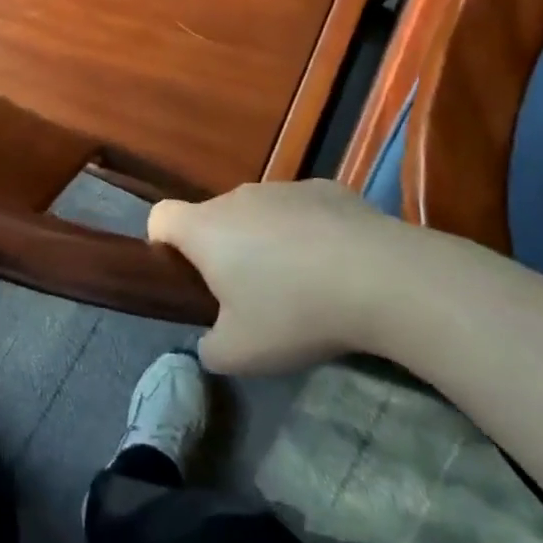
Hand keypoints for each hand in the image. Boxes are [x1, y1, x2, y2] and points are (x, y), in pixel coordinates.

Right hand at [149, 179, 436, 374]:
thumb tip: (211, 344)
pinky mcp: (326, 188)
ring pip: (258, 213)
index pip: (160, 217)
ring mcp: (283, 188)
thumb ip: (210, 350)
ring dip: (267, 240)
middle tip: (251, 296)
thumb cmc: (294, 312)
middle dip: (223, 250)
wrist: (382, 277)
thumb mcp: (242, 354)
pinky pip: (301, 210)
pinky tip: (339, 265)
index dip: (163, 243)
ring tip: (304, 283)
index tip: (185, 275)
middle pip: (213, 218)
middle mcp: (236, 198)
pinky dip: (308, 231)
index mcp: (204, 229)